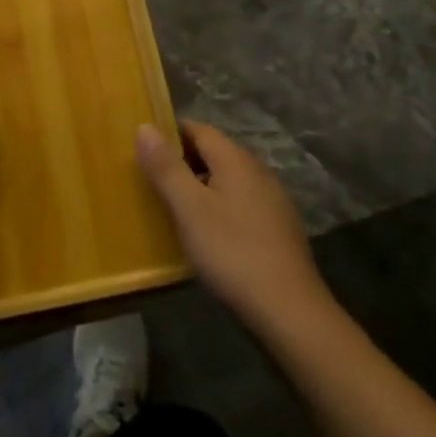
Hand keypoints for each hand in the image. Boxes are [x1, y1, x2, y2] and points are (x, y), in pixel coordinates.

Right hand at [137, 120, 332, 336]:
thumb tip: (144, 126)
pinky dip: (220, 207)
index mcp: (235, 158)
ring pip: (228, 179)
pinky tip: (209, 235)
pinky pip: (241, 203)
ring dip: (201, 186)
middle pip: (214, 152)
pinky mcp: (279, 227)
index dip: (169, 134)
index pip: (198, 129)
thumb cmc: (232, 252)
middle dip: (183, 162)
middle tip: (153, 182)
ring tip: (175, 210)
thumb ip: (166, 167)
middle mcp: (257, 170)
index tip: (145, 151)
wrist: (290, 310)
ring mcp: (272, 199)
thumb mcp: (189, 209)